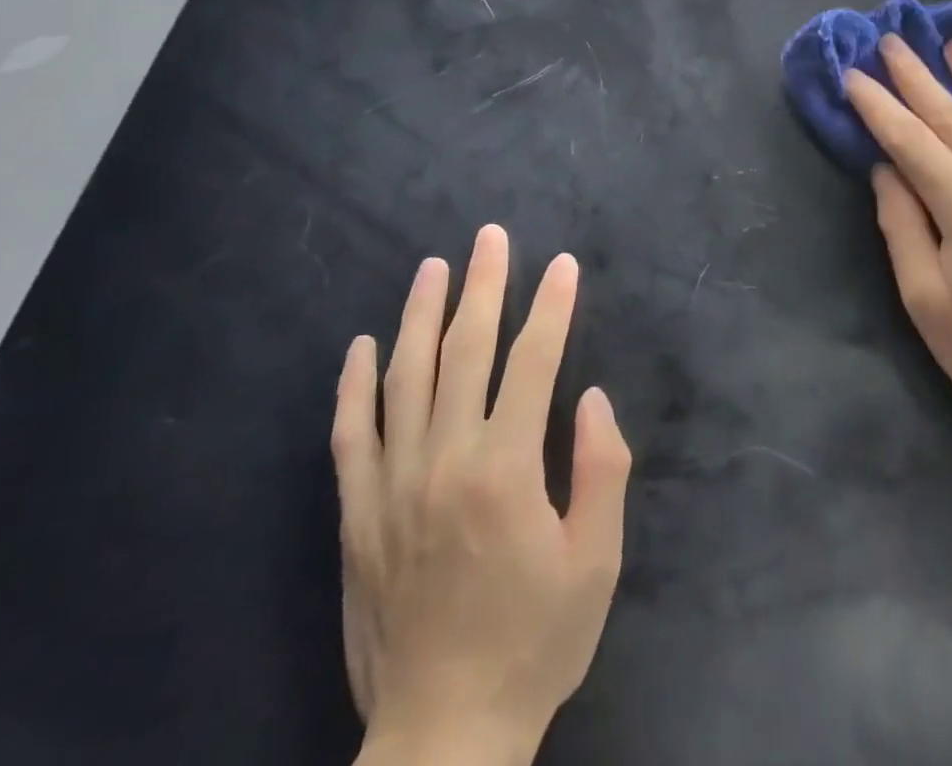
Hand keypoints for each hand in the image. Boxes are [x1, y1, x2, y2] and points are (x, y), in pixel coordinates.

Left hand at [332, 225, 631, 765]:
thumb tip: (590, 398)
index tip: (562, 265)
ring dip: (421, 314)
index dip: (551, 307)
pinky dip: (355, 385)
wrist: (442, 739)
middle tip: (491, 237)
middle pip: (465, 351)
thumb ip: (602, 471)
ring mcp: (391, 486)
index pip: (533, 362)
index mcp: (506, 471)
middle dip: (483, 286)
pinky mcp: (357, 516)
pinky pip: (350, 435)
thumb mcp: (596, 563)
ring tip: (433, 267)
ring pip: (404, 378)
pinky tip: (364, 345)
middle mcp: (444, 461)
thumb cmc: (533, 644)